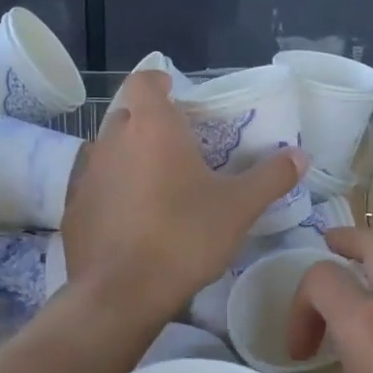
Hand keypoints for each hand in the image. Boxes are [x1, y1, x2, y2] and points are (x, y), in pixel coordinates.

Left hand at [62, 70, 303, 326]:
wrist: (121, 293)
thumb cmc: (183, 238)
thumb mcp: (238, 208)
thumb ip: (270, 177)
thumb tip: (299, 155)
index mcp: (152, 127)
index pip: (145, 80)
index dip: (160, 82)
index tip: (178, 97)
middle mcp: (112, 140)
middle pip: (127, 115)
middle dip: (149, 124)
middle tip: (178, 147)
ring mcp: (87, 174)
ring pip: (109, 151)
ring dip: (130, 158)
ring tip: (157, 185)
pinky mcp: (73, 208)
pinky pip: (95, 186)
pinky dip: (112, 192)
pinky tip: (131, 219)